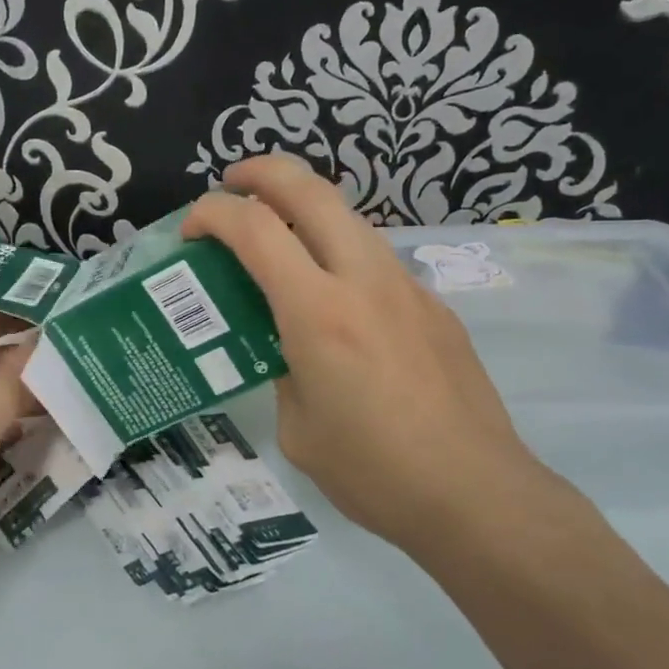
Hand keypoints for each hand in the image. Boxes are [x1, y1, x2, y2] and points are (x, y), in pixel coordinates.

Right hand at [184, 156, 550, 556]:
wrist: (476, 496)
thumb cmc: (374, 472)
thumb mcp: (298, 428)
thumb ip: (284, 371)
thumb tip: (289, 350)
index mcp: (318, 312)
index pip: (255, 229)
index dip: (213, 214)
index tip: (192, 230)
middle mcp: (364, 281)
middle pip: (312, 190)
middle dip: (263, 172)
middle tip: (233, 183)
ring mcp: (406, 288)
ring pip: (350, 218)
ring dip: (306, 209)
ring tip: (279, 236)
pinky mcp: (434, 307)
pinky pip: (376, 260)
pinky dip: (340, 254)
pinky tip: (336, 303)